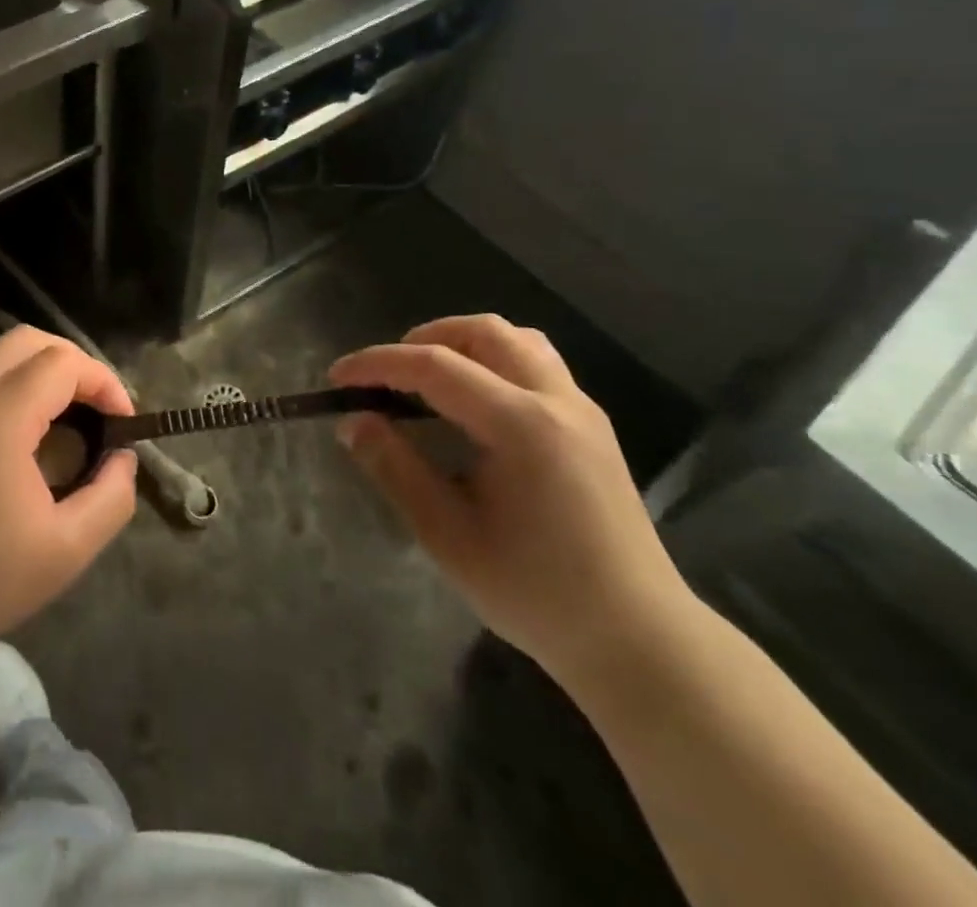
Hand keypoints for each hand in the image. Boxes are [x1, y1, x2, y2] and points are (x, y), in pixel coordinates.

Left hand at [0, 327, 138, 673]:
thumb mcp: (66, 550)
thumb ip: (111, 496)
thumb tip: (122, 457)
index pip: (63, 363)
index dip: (104, 382)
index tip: (124, 423)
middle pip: (29, 340)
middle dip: (75, 364)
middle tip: (100, 410)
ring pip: (2, 356)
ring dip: (44, 373)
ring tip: (73, 421)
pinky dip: (17, 387)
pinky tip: (32, 437)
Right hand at [331, 315, 695, 693]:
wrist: (639, 642)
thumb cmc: (536, 592)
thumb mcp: (447, 536)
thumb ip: (395, 468)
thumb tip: (353, 421)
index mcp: (521, 425)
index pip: (435, 366)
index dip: (378, 364)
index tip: (337, 377)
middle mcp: (556, 401)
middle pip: (482, 332)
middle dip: (424, 340)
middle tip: (386, 376)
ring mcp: (582, 411)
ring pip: (516, 341)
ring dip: (463, 344)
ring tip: (428, 381)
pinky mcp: (592, 428)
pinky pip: (536, 365)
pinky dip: (492, 363)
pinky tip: (474, 408)